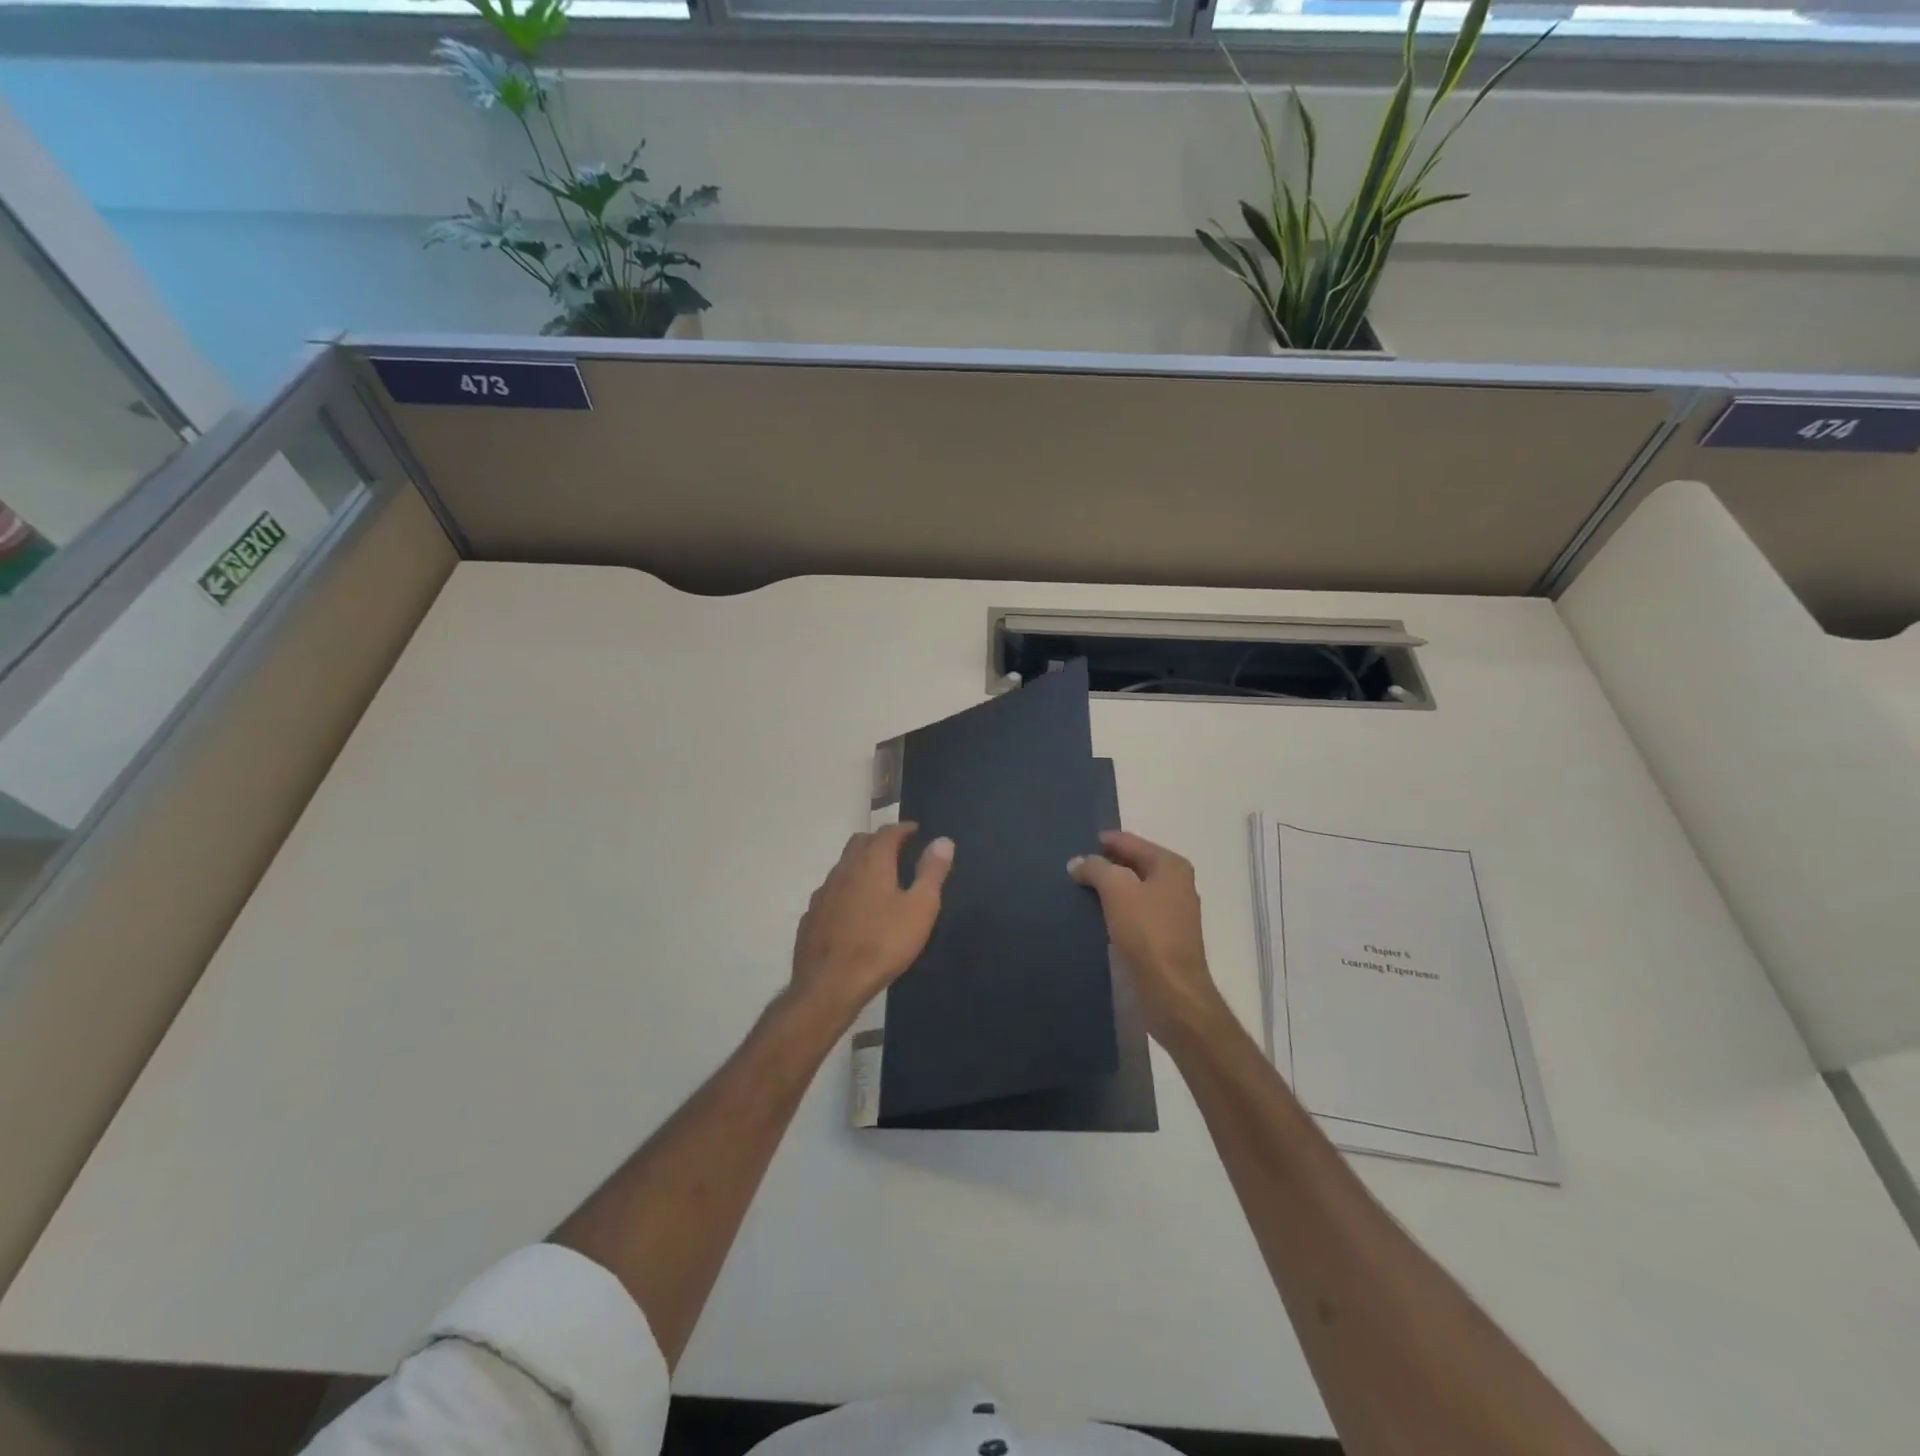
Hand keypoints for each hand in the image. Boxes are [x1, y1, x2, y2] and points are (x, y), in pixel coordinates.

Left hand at [791, 823, 953, 1024]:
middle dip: (880, 841)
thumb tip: (943, 840)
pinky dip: (846, 890)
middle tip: (899, 852)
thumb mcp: (920, 909)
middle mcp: (844, 869)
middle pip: (861, 842)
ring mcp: (823, 892)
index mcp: (872, 862)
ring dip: (861, 865)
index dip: (904, 829)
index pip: (888, 832)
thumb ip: (932, 872)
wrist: (830, 984)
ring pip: (843, 866)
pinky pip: (832, 892)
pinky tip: (854, 911)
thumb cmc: (882, 944)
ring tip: (879, 881)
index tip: (916, 831)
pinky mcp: (811, 916)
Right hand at [1069, 831, 1228, 1045]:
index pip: (1130, 841)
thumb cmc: (1147, 932)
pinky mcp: (1164, 937)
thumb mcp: (1117, 890)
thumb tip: (1079, 862)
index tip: (1076, 844)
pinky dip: (1116, 909)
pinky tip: (1096, 915)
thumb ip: (1096, 869)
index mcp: (1171, 865)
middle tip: (1073, 868)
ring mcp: (1172, 911)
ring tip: (1079, 890)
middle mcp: (1176, 883)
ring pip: (1133, 889)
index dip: (1103, 842)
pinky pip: (1135, 911)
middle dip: (1105, 865)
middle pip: (1133, 864)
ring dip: (1109, 889)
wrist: (1171, 990)